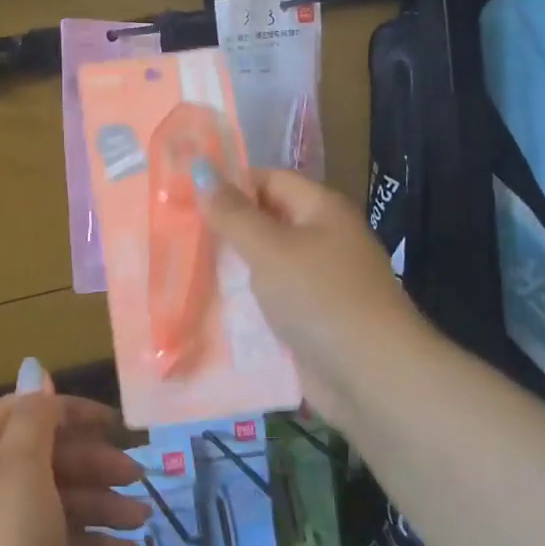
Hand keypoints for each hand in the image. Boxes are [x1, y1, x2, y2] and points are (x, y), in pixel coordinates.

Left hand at [0, 362, 144, 545]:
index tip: (114, 422)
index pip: (25, 412)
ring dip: (101, 504)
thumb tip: (34, 369)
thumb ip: (33, 419)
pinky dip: (93, 545)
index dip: (68, 410)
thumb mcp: (20, 469)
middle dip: (93, 462)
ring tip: (140, 518)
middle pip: (47, 457)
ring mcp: (4, 537)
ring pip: (60, 502)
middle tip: (137, 475)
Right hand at [198, 169, 434, 425]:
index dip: (229, 184)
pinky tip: (206, 308)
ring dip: (229, 269)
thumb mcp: (269, 248)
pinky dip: (243, 304)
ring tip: (178, 268)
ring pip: (264, 266)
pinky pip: (270, 302)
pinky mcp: (311, 320)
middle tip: (172, 232)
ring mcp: (319, 282)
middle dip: (223, 229)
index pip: (269, 180)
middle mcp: (323, 240)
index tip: (183, 196)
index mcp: (321, 210)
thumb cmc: (320, 297)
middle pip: (265, 223)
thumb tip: (201, 169)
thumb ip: (232, 213)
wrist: (372, 377)